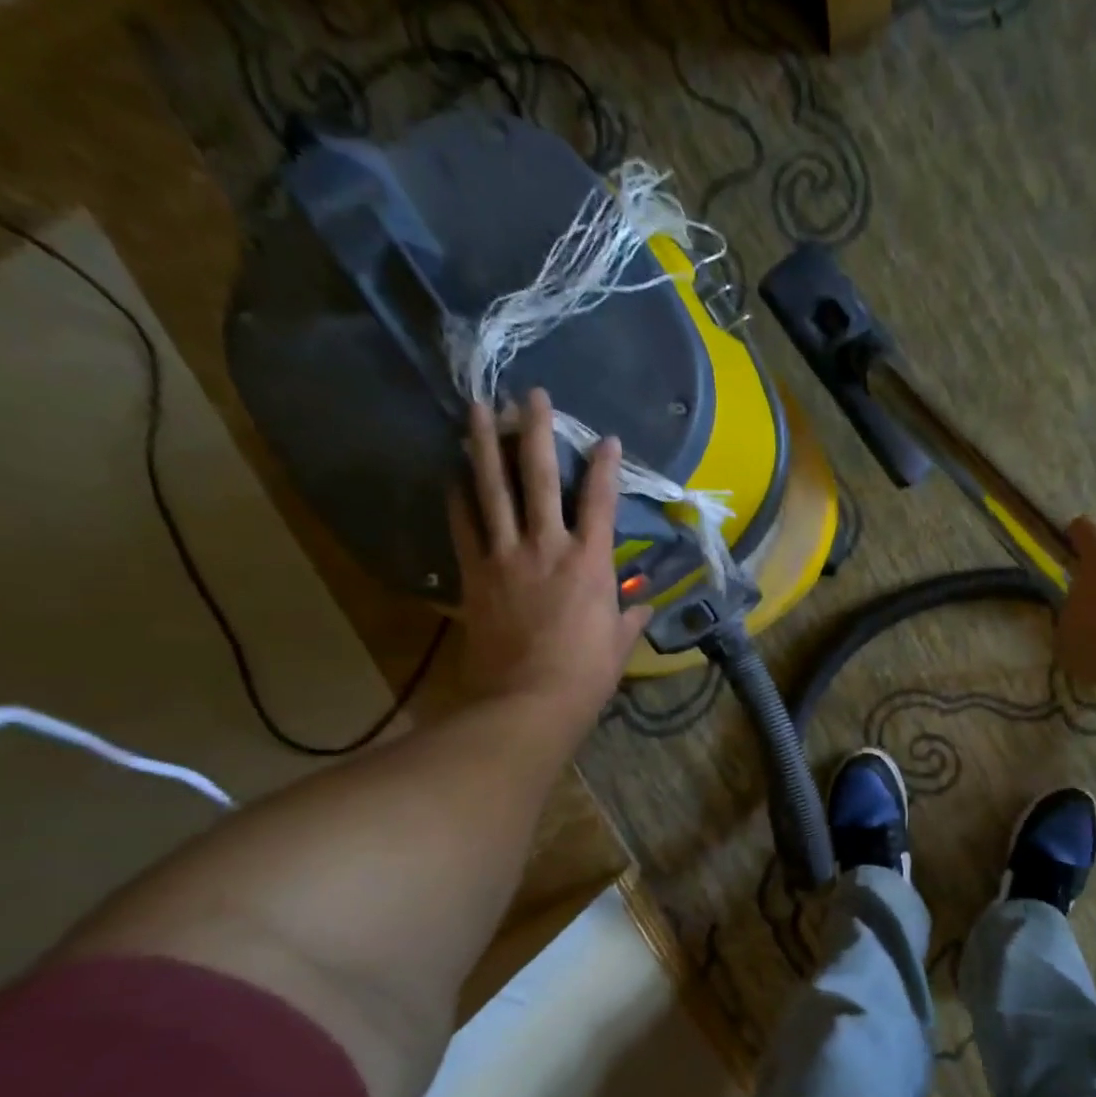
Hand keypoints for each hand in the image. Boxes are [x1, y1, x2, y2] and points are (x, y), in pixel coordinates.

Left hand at [450, 389, 652, 721]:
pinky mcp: (475, 574)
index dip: (606, 467)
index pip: (601, 503)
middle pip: (539, 479)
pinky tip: (453, 475)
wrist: (528, 701)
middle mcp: (547, 547)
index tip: (607, 439)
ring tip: (477, 409)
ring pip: (492, 490)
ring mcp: (506, 557)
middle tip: (531, 395)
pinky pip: (464, 527)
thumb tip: (642, 602)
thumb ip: (630, 615)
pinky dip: (458, 498)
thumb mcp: (619, 644)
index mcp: (591, 563)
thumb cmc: (585, 675)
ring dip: (484, 446)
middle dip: (537, 432)